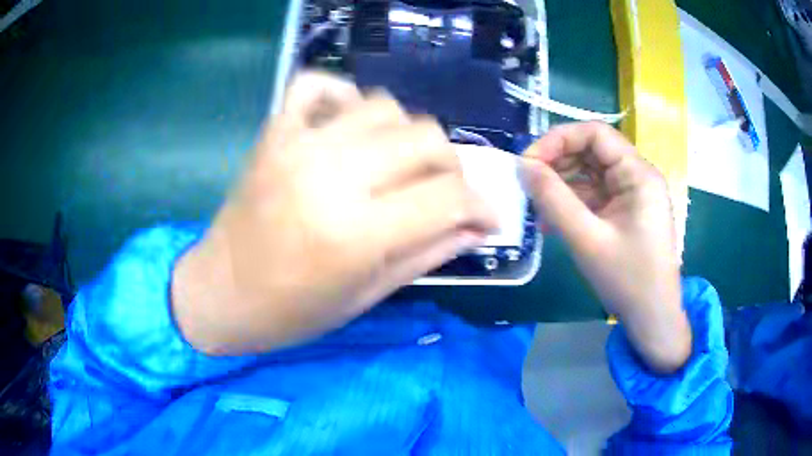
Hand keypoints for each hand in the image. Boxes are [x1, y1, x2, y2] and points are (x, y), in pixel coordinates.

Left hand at [172, 72, 496, 354]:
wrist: (218, 293)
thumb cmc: (289, 313)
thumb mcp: (366, 296)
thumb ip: (427, 254)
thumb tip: (477, 228)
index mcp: (356, 233)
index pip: (449, 195)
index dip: (481, 205)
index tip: (486, 218)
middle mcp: (331, 175)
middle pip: (426, 138)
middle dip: (451, 167)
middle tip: (442, 194)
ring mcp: (298, 144)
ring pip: (384, 105)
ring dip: (406, 134)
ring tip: (397, 165)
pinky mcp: (274, 132)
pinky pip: (316, 84)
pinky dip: (343, 96)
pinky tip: (350, 125)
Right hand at [521, 122, 690, 372]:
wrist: (652, 318)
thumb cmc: (628, 279)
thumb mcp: (587, 239)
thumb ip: (553, 199)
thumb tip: (523, 167)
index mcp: (638, 174)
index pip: (595, 134)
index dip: (559, 139)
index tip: (529, 162)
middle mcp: (637, 176)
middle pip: (592, 151)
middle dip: (557, 163)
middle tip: (528, 184)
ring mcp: (632, 195)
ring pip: (591, 174)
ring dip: (561, 185)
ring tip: (537, 207)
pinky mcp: (626, 212)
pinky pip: (595, 196)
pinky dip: (572, 204)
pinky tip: (552, 222)